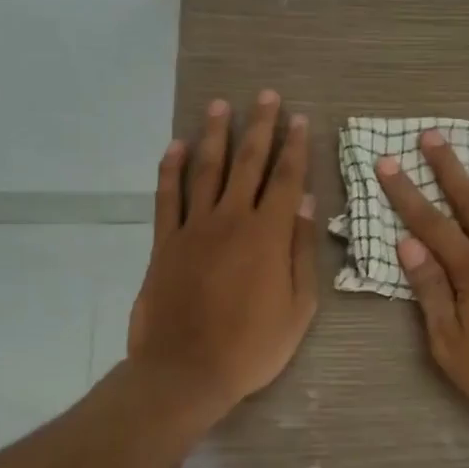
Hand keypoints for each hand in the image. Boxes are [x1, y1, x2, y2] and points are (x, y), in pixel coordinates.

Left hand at [129, 91, 317, 417]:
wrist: (186, 371)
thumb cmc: (252, 346)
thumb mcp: (298, 307)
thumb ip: (301, 252)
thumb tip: (304, 203)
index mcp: (268, 235)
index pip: (285, 179)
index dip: (294, 147)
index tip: (299, 119)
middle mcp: (230, 219)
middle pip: (247, 163)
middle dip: (259, 127)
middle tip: (266, 96)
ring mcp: (193, 228)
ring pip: (205, 170)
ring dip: (215, 135)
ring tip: (220, 105)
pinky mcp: (164, 242)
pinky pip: (167, 197)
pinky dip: (170, 169)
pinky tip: (174, 146)